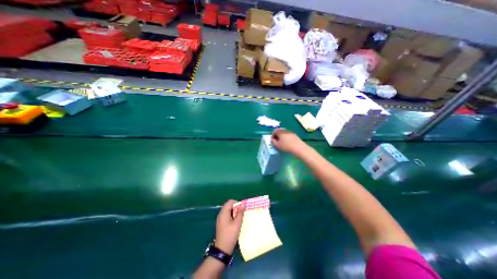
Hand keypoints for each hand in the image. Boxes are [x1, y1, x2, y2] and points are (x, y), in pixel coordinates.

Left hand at [214, 199, 243, 253]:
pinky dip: (231, 216)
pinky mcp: (221, 223)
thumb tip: (243, 203)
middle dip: (236, 207)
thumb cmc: (230, 235)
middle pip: (228, 205)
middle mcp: (221, 214)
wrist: (222, 249)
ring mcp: (220, 219)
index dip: (237, 203)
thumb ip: (240, 212)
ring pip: (228, 211)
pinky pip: (226, 215)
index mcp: (224, 213)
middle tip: (242, 213)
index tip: (242, 208)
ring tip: (239, 218)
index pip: (230, 202)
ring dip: (234, 212)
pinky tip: (235, 222)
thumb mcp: (237, 223)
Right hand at [271, 128, 306, 154]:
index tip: (272, 140)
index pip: (275, 131)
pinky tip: (287, 142)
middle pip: (280, 131)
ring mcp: (290, 132)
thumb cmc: (286, 146)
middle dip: (277, 135)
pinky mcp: (295, 135)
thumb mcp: (277, 145)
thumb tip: (272, 139)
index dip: (272, 135)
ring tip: (282, 142)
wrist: (298, 147)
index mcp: (280, 132)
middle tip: (276, 141)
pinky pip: (288, 135)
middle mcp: (285, 130)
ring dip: (282, 136)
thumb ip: (273, 142)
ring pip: (284, 133)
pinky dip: (286, 137)